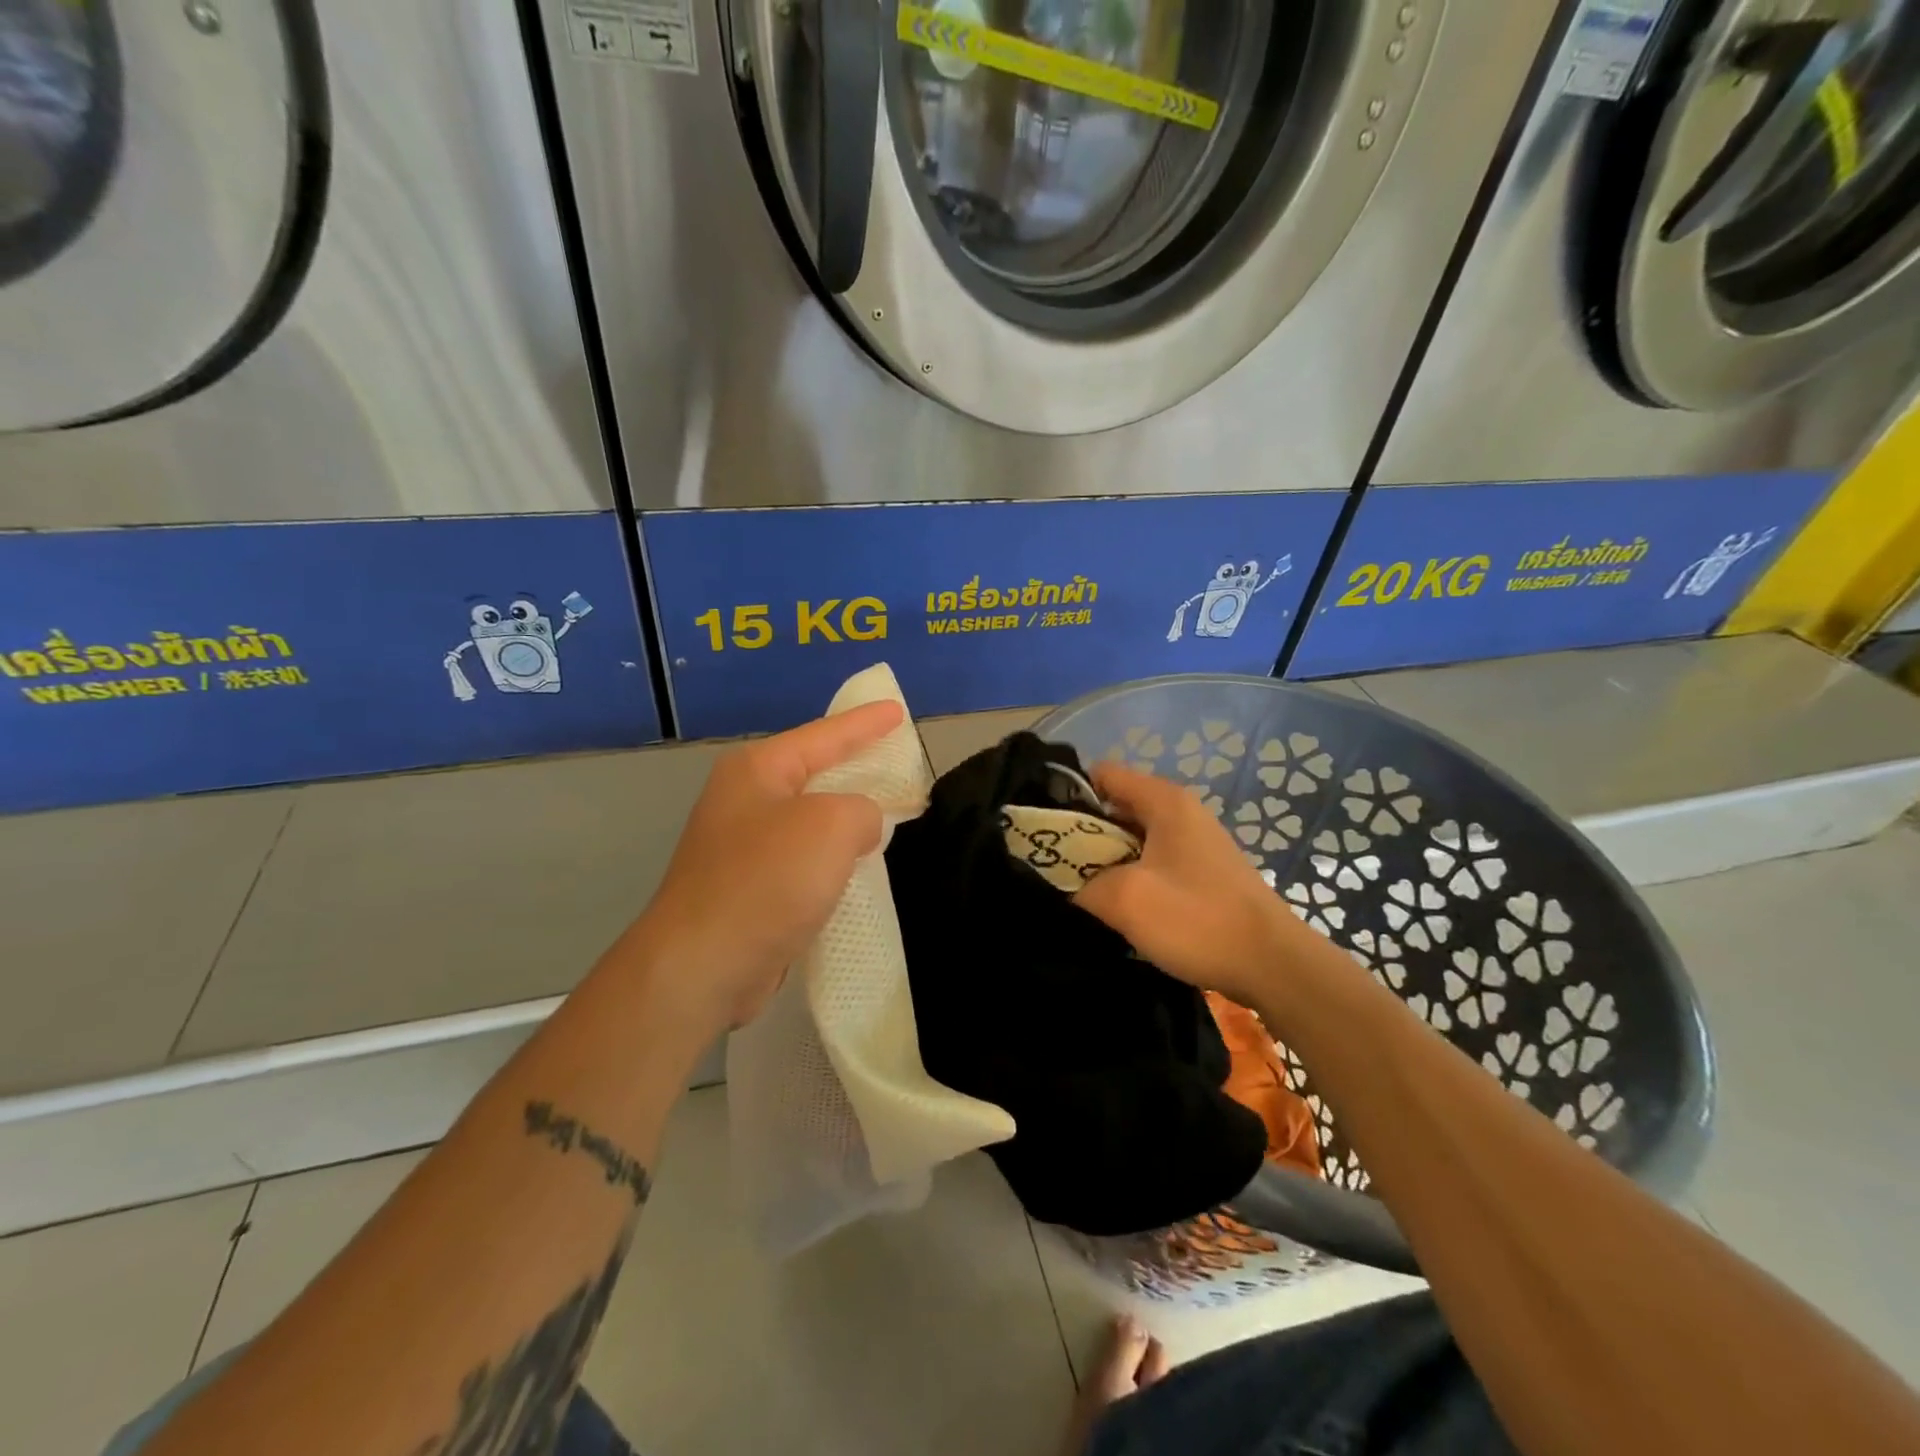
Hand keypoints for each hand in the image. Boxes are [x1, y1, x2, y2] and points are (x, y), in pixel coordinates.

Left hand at [628, 700, 904, 1034]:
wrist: (701, 967)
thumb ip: (863, 810)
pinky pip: (804, 858)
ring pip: (810, 819)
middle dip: (856, 766)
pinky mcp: (749, 888)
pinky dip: (832, 858)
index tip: (898, 710)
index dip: (865, 723)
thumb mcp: (830, 826)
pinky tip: (857, 867)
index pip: (824, 734)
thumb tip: (860, 827)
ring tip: (889, 814)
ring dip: (847, 818)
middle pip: (814, 772)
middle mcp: (745, 800)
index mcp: (758, 771)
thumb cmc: (765, 881)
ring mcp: (742, 846)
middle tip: (897, 760)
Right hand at [1074, 761, 1301, 1007]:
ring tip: (1084, 889)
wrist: (1272, 964)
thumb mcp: (1125, 899)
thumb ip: (1083, 884)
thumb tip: (1069, 885)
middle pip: (1117, 806)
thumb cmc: (1196, 919)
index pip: (1103, 774)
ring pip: (1134, 837)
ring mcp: (1196, 842)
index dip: (1070, 795)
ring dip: (1107, 859)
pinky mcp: (1204, 872)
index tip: (1048, 830)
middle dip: (1085, 833)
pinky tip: (1122, 906)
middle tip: (1059, 866)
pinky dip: (1133, 874)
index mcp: (1165, 801)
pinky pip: (1155, 860)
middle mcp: (1182, 811)